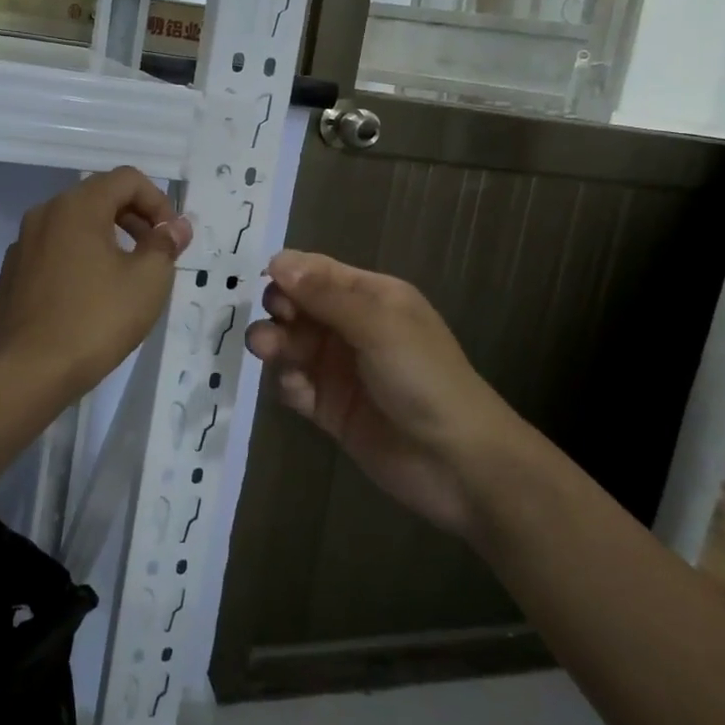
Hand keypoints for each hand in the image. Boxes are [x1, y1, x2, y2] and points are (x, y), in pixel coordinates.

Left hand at [0, 167, 191, 402]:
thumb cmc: (96, 320)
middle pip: (97, 198)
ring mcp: (20, 246)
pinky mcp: (10, 277)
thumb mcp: (147, 281)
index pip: (127, 179)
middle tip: (155, 255)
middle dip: (133, 219)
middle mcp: (43, 215)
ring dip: (104, 241)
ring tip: (123, 278)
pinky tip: (85, 300)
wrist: (29, 372)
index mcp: (77, 206)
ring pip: (72, 228)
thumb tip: (176, 226)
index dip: (158, 202)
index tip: (171, 239)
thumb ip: (165, 245)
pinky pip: (51, 256)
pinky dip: (75, 263)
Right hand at [245, 252, 519, 539]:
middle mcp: (351, 327)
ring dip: (273, 343)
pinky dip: (286, 383)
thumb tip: (278, 261)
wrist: (457, 463)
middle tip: (274, 325)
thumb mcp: (379, 325)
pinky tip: (296, 390)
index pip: (317, 272)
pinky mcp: (328, 407)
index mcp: (370, 297)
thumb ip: (326, 294)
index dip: (288, 274)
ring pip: (290, 344)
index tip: (266, 286)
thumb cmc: (424, 378)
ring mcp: (338, 368)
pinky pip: (293, 385)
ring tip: (267, 351)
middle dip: (277, 310)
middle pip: (297, 306)